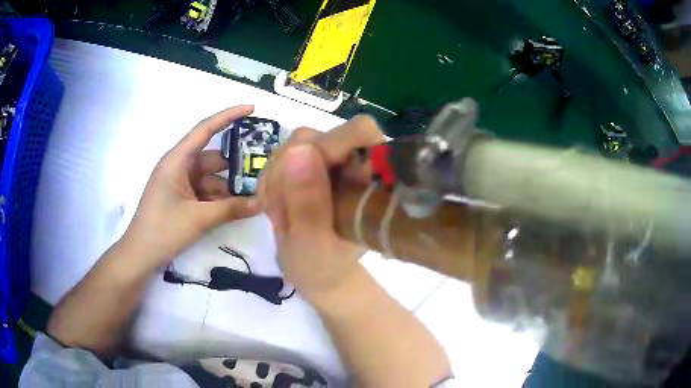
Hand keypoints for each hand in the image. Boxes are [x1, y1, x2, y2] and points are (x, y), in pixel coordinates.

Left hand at [124, 105, 261, 268]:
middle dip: (235, 166)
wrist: (140, 255)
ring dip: (228, 188)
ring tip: (252, 198)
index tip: (252, 108)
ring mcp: (179, 183)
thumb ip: (231, 209)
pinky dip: (218, 199)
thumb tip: (262, 202)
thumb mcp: (199, 218)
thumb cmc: (163, 230)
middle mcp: (179, 166)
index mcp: (177, 160)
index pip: (205, 129)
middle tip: (262, 171)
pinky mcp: (181, 198)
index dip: (229, 116)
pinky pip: (204, 192)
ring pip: (210, 178)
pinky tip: (235, 210)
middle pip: (212, 158)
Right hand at [259, 116, 384, 302]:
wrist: (316, 274)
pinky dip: (271, 183)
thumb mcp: (313, 244)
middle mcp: (351, 160)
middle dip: (289, 173)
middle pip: (315, 137)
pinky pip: (279, 157)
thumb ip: (308, 203)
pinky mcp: (307, 164)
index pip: (360, 132)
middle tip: (283, 215)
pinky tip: (277, 209)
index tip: (305, 179)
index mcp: (370, 178)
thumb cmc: (323, 267)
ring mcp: (327, 160)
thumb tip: (299, 150)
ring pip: (292, 145)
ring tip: (281, 217)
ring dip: (277, 181)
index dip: (330, 146)